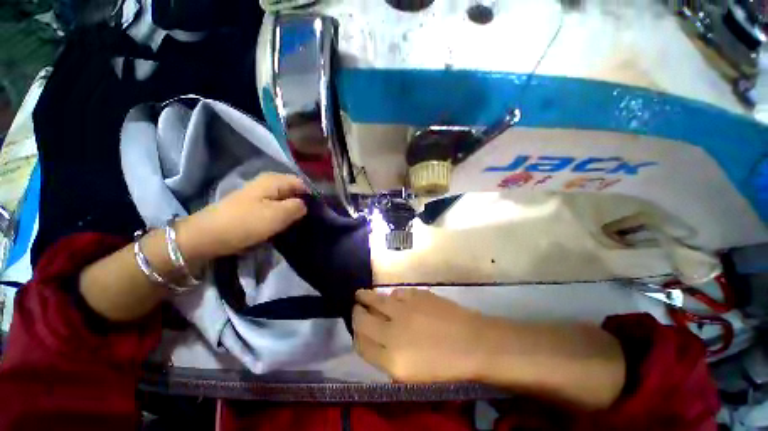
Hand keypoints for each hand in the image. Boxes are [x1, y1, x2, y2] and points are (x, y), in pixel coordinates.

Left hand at [177, 173, 307, 261]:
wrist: (207, 236)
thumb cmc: (245, 223)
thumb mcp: (278, 215)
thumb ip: (298, 207)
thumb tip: (306, 205)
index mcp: (275, 180)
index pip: (303, 183)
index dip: (312, 197)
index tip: (319, 212)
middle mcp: (268, 182)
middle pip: (294, 191)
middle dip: (303, 204)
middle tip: (310, 220)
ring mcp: (260, 193)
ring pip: (285, 199)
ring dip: (293, 211)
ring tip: (300, 223)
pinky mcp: (254, 205)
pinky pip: (276, 206)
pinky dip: (283, 214)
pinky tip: (286, 224)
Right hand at [353, 288, 485, 382]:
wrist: (472, 342)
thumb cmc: (444, 365)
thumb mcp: (410, 374)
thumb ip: (386, 357)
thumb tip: (373, 340)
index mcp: (391, 359)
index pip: (361, 344)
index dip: (355, 334)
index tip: (356, 328)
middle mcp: (392, 332)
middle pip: (362, 318)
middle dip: (356, 311)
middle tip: (355, 306)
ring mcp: (404, 310)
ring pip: (375, 299)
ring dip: (366, 297)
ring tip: (362, 295)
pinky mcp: (415, 295)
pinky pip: (395, 293)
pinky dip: (391, 296)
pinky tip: (393, 298)